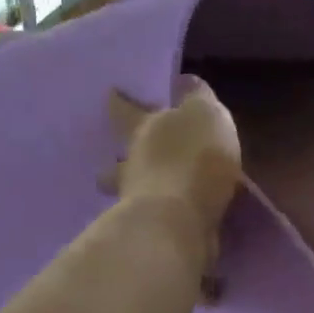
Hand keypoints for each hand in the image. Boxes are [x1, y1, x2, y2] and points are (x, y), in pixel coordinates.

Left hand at [108, 77, 241, 243]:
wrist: (179, 222)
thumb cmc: (193, 157)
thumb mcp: (203, 114)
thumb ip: (195, 97)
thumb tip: (182, 80)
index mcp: (143, 129)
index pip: (125, 110)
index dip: (119, 102)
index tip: (110, 94)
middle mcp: (133, 164)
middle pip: (120, 158)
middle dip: (117, 160)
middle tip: (113, 162)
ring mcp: (137, 201)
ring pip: (132, 192)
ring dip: (138, 192)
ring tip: (150, 196)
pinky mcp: (153, 232)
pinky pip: (158, 218)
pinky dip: (166, 217)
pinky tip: (179, 220)